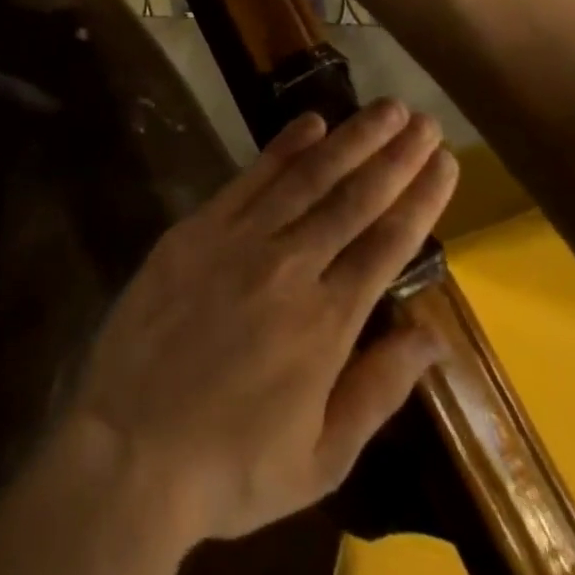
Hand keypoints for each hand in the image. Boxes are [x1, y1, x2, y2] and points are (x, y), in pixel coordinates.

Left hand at [68, 100, 458, 545]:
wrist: (130, 448)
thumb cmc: (231, 466)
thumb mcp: (321, 458)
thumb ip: (378, 389)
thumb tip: (432, 337)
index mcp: (328, 323)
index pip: (388, 244)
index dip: (421, 199)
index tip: (445, 162)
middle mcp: (291, 268)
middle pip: (355, 199)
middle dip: (395, 156)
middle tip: (424, 118)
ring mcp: (240, 241)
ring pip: (308, 178)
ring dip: (350, 139)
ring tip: (384, 108)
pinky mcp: (198, 229)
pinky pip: (250, 179)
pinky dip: (283, 148)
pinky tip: (310, 122)